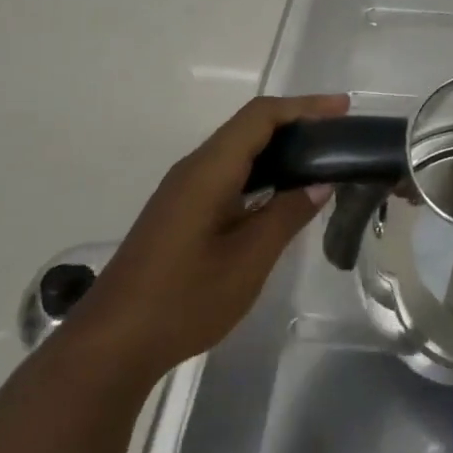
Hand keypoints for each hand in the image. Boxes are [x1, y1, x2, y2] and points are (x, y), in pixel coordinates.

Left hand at [76, 94, 349, 376]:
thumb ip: (286, 215)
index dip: (304, 106)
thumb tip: (320, 183)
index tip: (342, 110)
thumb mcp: (247, 261)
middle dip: (296, 122)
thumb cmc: (183, 301)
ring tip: (320, 159)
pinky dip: (261, 170)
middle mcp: (194, 169)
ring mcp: (183, 191)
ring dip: (279, 147)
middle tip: (339, 135)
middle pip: (249, 127)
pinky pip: (227, 173)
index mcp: (208, 170)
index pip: (261, 117)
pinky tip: (280, 193)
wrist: (110, 346)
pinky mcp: (180, 212)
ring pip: (237, 150)